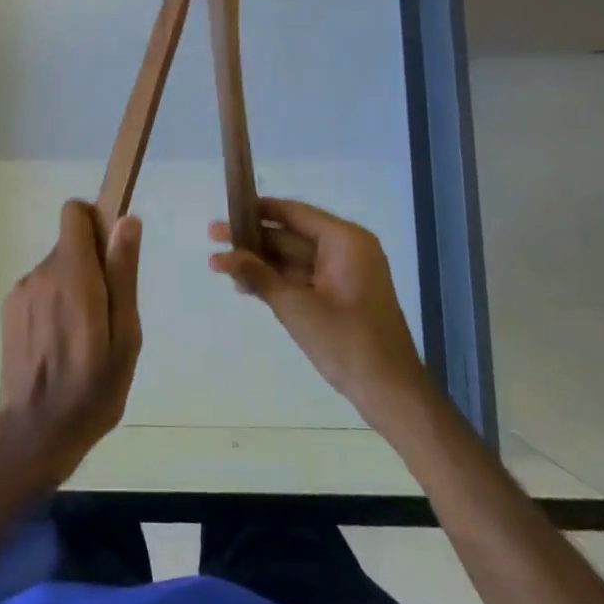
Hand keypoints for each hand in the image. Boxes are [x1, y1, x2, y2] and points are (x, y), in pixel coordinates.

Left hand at [0, 201, 142, 491]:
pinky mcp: (10, 309)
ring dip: (74, 287)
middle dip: (93, 265)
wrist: (35, 433)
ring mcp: (21, 291)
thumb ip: (123, 273)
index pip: (75, 213)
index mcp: (73, 275)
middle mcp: (41, 273)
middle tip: (107, 315)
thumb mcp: (125, 336)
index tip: (113, 254)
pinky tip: (62, 344)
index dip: (96, 222)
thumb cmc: (93, 389)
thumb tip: (127, 220)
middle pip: (71, 243)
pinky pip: (42, 288)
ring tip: (86, 337)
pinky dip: (55, 303)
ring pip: (58, 268)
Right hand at [209, 197, 427, 427]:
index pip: (294, 213)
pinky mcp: (339, 296)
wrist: (391, 394)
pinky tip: (244, 286)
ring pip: (293, 258)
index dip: (257, 210)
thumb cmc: (347, 343)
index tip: (225, 209)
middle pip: (291, 235)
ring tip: (219, 265)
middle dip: (253, 240)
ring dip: (260, 263)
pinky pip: (302, 278)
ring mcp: (344, 274)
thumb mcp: (296, 308)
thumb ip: (258, 276)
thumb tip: (221, 255)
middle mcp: (346, 249)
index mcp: (345, 240)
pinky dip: (276, 281)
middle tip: (212, 236)